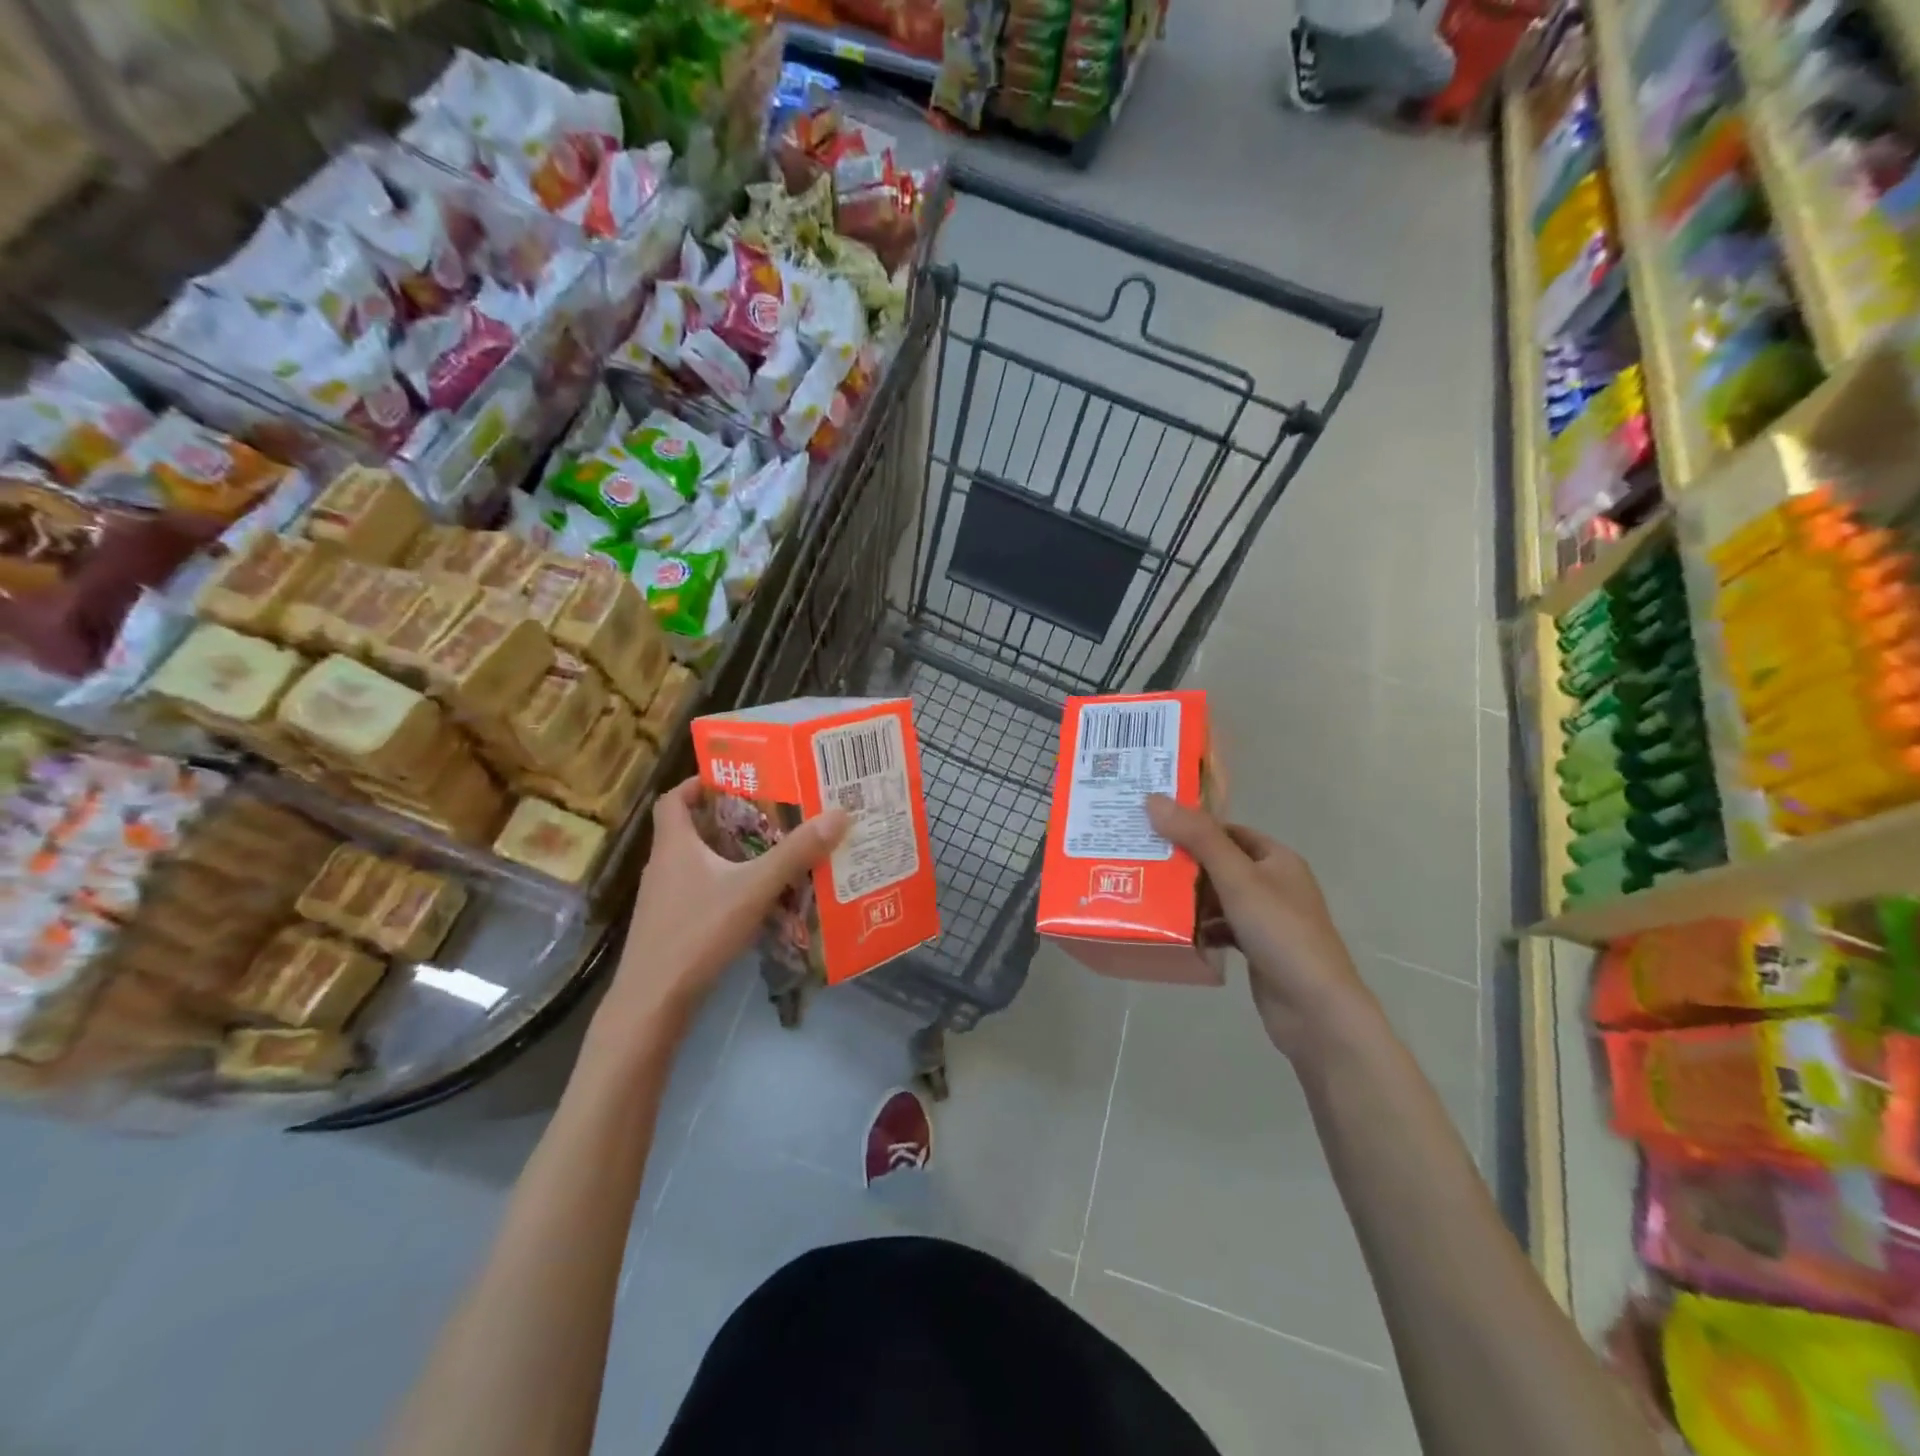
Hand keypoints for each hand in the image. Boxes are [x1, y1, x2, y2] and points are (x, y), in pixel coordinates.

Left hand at [598, 778, 848, 1035]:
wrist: (653, 1001)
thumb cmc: (697, 932)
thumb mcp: (753, 888)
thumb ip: (795, 853)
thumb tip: (839, 814)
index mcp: (674, 845)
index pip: (674, 799)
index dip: (698, 784)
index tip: (733, 779)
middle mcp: (664, 866)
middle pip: (691, 829)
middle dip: (727, 819)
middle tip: (769, 813)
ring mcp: (664, 899)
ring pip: (697, 863)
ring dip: (728, 854)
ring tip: (770, 851)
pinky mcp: (670, 926)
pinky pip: (700, 891)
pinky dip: (725, 886)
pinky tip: (754, 898)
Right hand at [1146, 795, 1377, 1056]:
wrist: (1315, 1009)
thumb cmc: (1280, 932)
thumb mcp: (1237, 878)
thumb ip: (1198, 838)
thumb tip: (1153, 798)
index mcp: (1277, 859)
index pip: (1227, 831)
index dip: (1192, 827)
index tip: (1151, 827)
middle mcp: (1274, 884)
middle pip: (1220, 863)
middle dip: (1183, 864)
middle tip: (1140, 859)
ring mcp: (1266, 918)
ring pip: (1218, 897)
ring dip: (1189, 898)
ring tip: (1147, 893)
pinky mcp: (1257, 948)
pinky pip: (1221, 928)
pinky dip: (1200, 927)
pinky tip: (1174, 931)